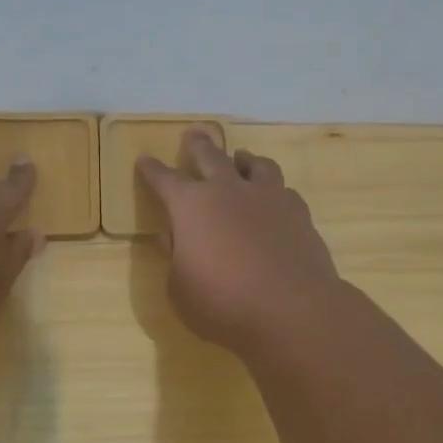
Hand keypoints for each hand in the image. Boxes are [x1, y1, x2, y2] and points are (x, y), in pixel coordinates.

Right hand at [137, 126, 343, 354]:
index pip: (164, 179)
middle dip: (199, 144)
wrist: (292, 311)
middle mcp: (228, 191)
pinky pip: (283, 191)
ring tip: (241, 158)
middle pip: (211, 156)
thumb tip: (176, 235)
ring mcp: (268, 198)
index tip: (144, 159)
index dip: (152, 170)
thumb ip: (176, 256)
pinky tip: (274, 200)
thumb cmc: (222, 303)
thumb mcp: (179, 287)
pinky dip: (273, 191)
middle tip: (195, 132)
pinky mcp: (299, 213)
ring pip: (255, 164)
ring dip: (244, 159)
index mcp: (190, 205)